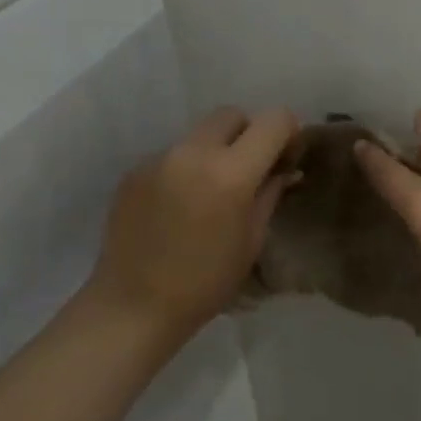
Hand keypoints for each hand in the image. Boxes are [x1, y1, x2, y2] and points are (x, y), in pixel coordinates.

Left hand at [91, 106, 300, 342]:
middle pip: (231, 115)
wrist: (134, 306)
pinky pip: (172, 154)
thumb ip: (270, 193)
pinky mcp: (134, 171)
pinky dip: (186, 168)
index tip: (286, 156)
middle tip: (250, 170)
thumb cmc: (206, 282)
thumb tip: (285, 170)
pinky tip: (180, 204)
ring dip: (215, 150)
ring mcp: (159, 159)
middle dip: (248, 133)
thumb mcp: (252, 240)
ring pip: (199, 134)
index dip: (287, 132)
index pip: (273, 120)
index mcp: (231, 173)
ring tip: (211, 191)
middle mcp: (193, 153)